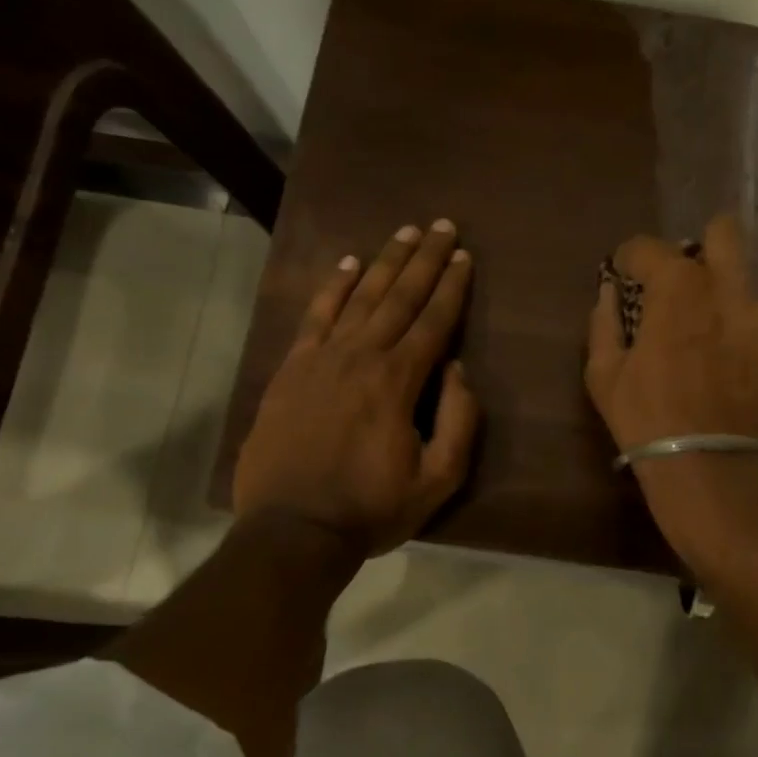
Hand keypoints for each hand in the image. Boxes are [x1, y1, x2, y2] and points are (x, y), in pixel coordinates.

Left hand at [233, 220, 479, 555]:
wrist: (293, 530)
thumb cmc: (372, 508)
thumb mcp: (438, 480)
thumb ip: (458, 420)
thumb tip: (456, 369)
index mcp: (399, 381)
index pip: (433, 321)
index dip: (452, 286)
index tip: (465, 256)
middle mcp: (361, 356)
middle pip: (399, 296)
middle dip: (425, 260)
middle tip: (443, 226)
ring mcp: (321, 359)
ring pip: (359, 297)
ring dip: (385, 262)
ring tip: (405, 233)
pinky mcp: (291, 369)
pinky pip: (315, 316)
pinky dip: (332, 287)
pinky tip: (347, 264)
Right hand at [584, 214, 757, 558]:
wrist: (710, 471)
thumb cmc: (646, 420)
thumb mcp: (603, 374)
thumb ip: (603, 322)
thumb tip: (609, 293)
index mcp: (678, 288)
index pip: (648, 247)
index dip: (631, 260)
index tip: (625, 278)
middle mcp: (729, 291)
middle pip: (723, 235)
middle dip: (702, 247)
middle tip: (685, 285)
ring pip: (745, 293)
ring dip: (726, 309)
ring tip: (713, 351)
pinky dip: (751, 346)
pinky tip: (738, 378)